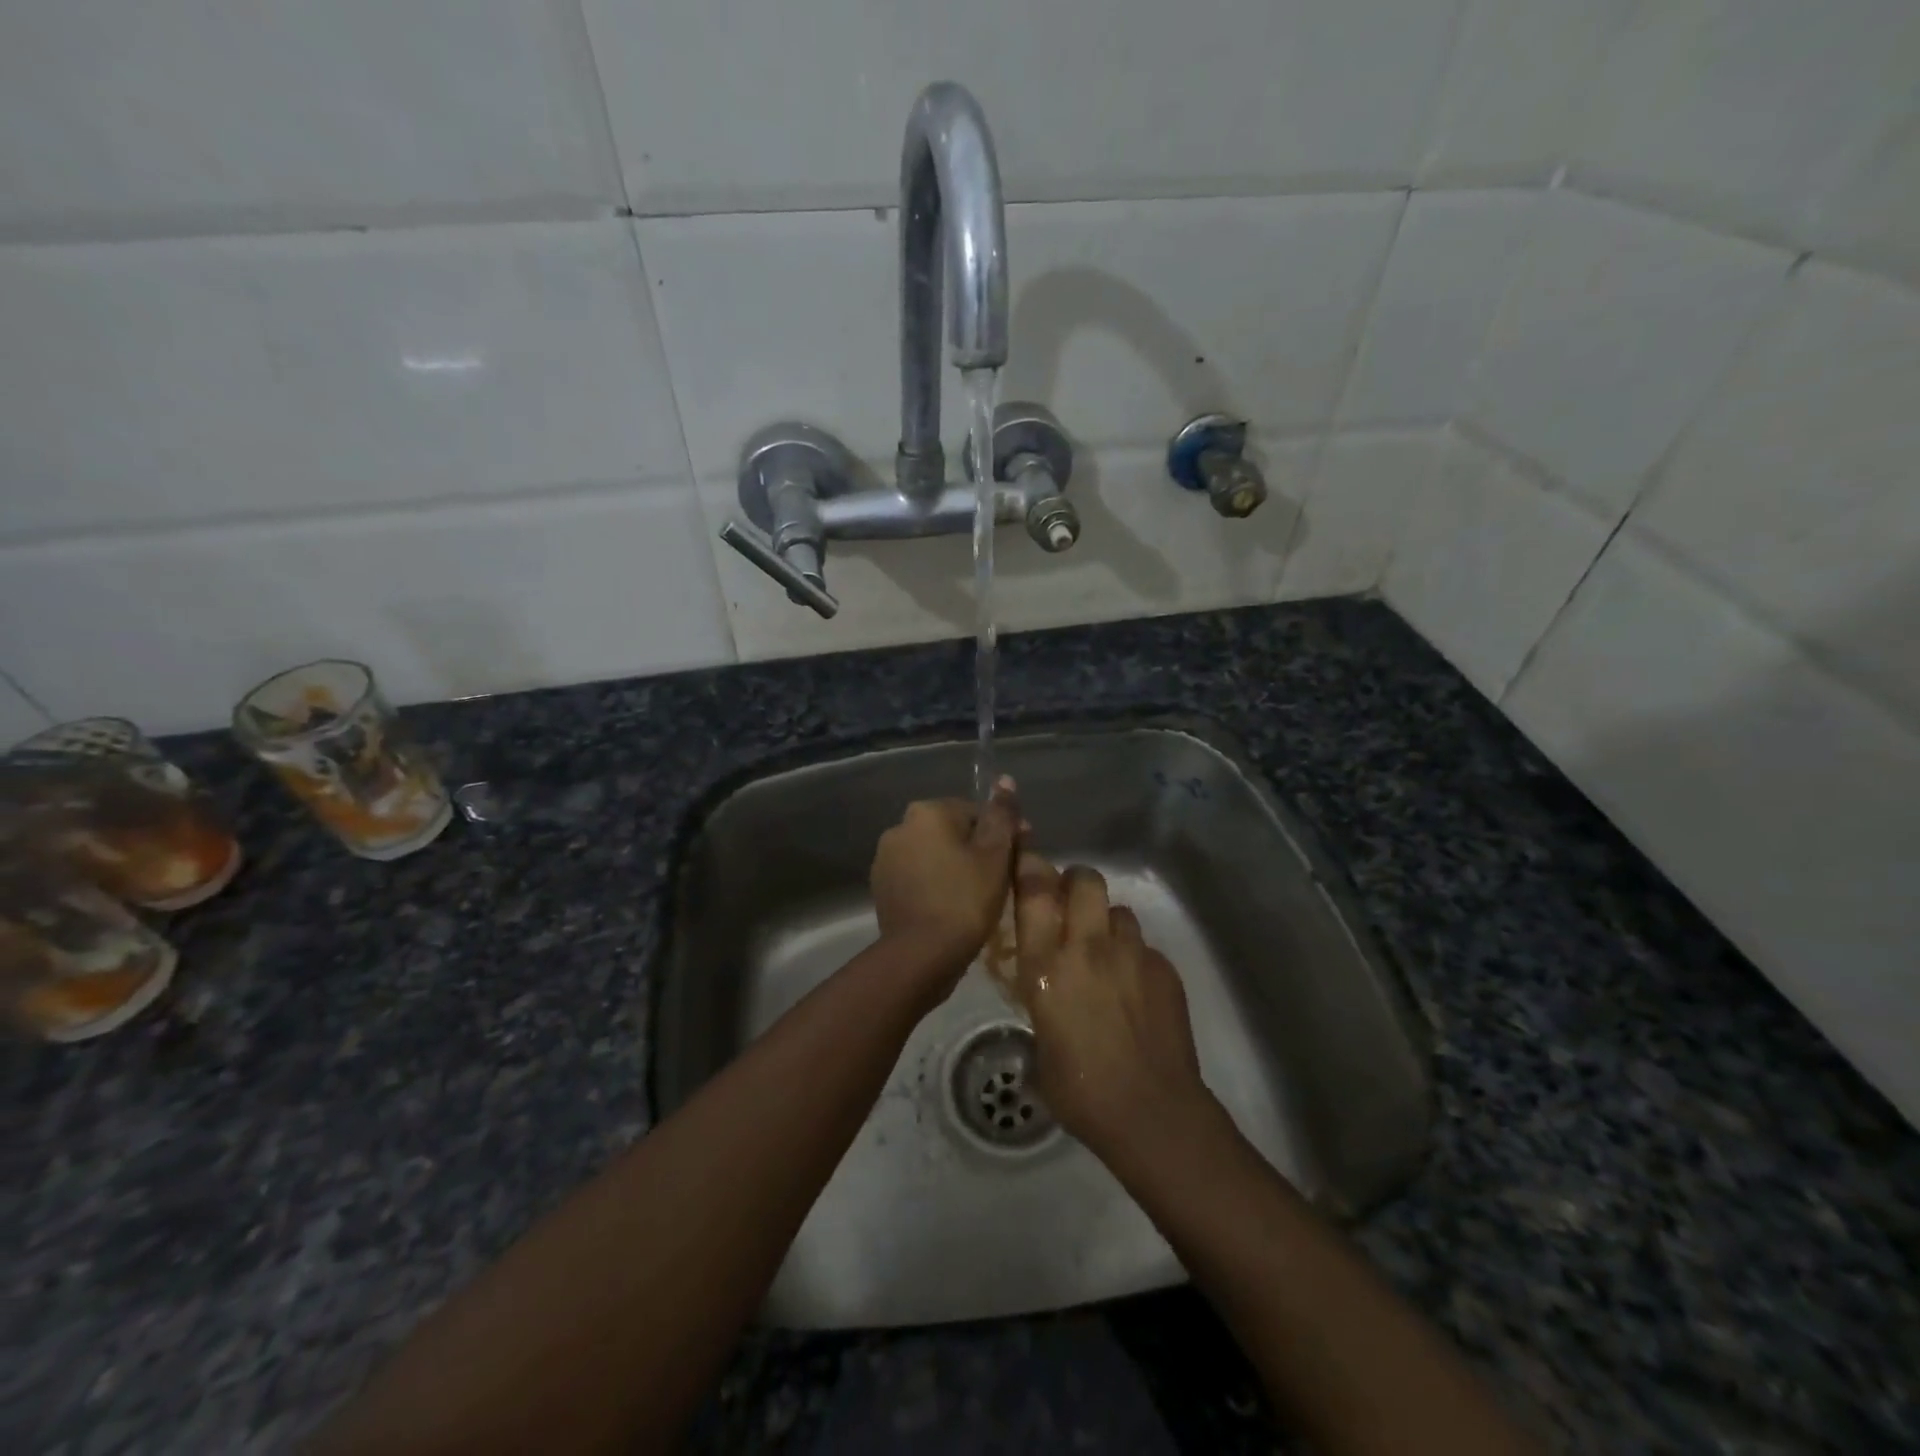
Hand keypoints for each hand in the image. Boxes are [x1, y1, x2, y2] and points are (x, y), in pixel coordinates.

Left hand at [870, 779, 1021, 980]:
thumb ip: (1001, 815)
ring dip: (954, 867)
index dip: (1001, 835)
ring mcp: (886, 858)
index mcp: (927, 812)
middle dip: (976, 850)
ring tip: (977, 898)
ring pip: (933, 855)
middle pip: (952, 832)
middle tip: (1001, 881)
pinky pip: (917, 877)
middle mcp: (900, 827)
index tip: (1017, 859)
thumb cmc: (965, 899)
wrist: (921, 955)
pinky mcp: (881, 887)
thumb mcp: (995, 854)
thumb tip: (1005, 780)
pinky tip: (952, 908)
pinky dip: (935, 886)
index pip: (975, 812)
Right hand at [1013, 855, 1209, 1160]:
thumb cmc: (1080, 1090)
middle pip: (1085, 880)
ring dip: (1108, 923)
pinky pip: (1145, 947)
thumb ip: (1042, 1002)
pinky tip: (1136, 991)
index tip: (1026, 856)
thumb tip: (1046, 993)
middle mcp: (1088, 948)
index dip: (1029, 864)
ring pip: (1119, 911)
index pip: (1035, 892)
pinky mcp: (1164, 970)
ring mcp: (1132, 955)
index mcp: (1047, 967)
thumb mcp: (1040, 1044)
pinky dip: (1136, 958)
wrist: (1151, 1112)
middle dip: (1076, 882)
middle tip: (1072, 905)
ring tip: (1108, 953)